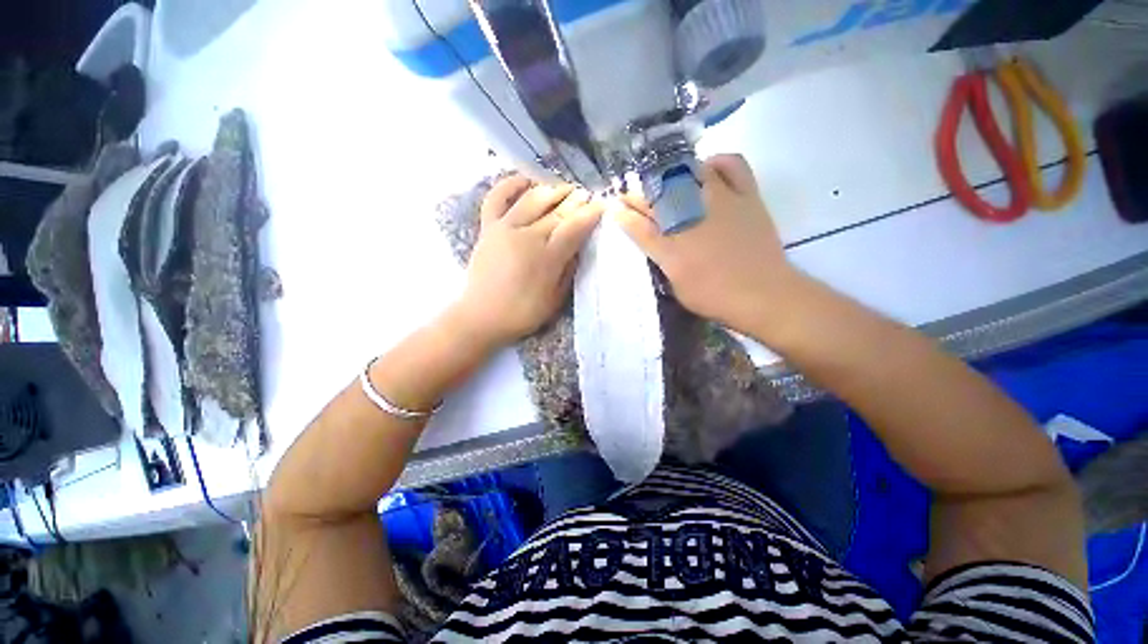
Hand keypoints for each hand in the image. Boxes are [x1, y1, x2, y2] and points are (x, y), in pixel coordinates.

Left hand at [452, 176, 602, 348]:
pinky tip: (524, 179)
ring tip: (565, 187)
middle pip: (556, 211)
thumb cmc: (522, 313)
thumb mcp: (555, 299)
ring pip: (532, 199)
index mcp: (547, 257)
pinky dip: (509, 185)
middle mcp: (527, 236)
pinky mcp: (488, 228)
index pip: (574, 227)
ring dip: (552, 190)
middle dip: (575, 200)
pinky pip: (496, 199)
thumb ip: (568, 271)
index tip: (602, 205)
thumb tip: (578, 249)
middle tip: (587, 193)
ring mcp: (505, 228)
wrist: (481, 316)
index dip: (590, 214)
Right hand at [614, 154, 802, 335]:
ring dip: (670, 176)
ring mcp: (720, 201)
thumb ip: (662, 262)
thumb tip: (654, 244)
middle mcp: (691, 218)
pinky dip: (717, 162)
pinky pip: (732, 165)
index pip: (637, 225)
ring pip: (687, 174)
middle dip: (637, 195)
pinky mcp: (746, 195)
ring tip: (665, 183)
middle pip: (656, 197)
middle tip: (631, 197)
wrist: (764, 294)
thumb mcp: (676, 286)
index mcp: (670, 246)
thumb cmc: (715, 297)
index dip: (622, 214)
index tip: (613, 208)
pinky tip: (707, 169)